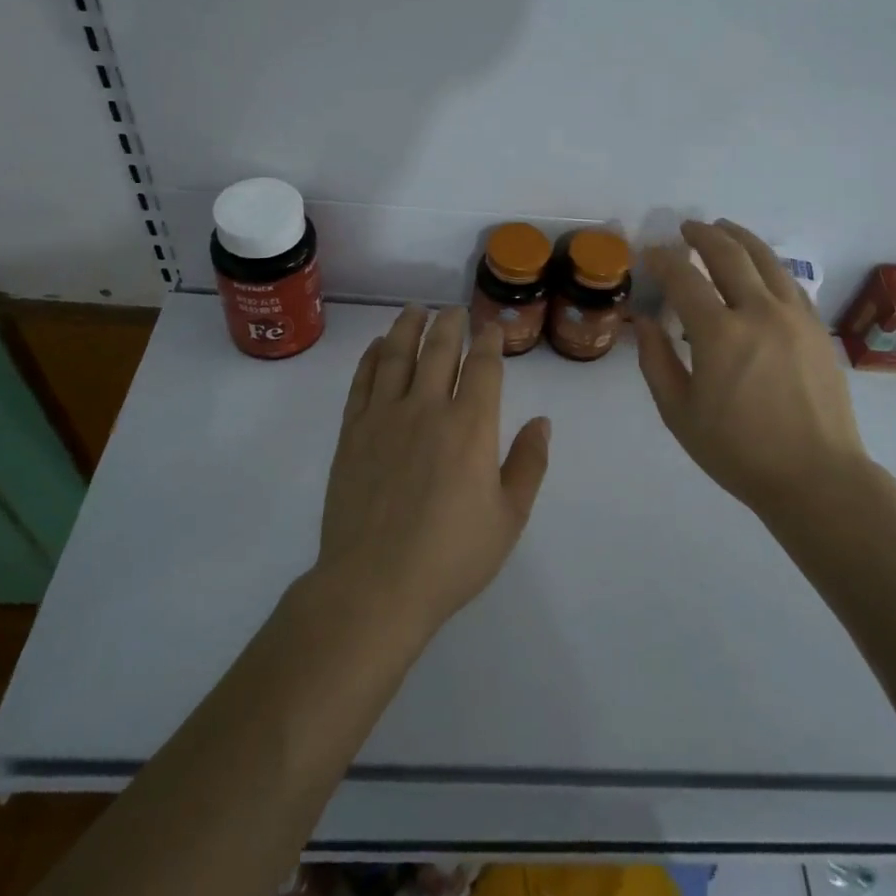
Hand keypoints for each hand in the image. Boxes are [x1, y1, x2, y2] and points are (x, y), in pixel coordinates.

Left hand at [314, 306, 550, 641]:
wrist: (375, 585)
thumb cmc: (451, 556)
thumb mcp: (508, 518)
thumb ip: (528, 464)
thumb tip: (542, 421)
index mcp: (471, 426)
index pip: (484, 366)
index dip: (490, 340)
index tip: (492, 326)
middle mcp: (428, 408)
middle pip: (440, 349)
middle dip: (450, 323)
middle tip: (454, 310)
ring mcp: (384, 416)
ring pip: (396, 354)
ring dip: (408, 327)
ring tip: (415, 309)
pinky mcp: (352, 432)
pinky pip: (362, 381)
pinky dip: (371, 357)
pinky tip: (376, 346)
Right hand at [635, 220, 868, 517]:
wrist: (817, 478)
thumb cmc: (738, 451)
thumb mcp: (679, 413)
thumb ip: (656, 360)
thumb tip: (644, 320)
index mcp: (719, 333)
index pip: (684, 277)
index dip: (662, 260)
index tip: (649, 253)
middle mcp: (759, 312)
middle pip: (729, 254)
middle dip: (703, 234)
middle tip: (686, 228)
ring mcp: (794, 317)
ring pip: (766, 259)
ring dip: (740, 238)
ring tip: (723, 228)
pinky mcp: (818, 329)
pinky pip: (790, 282)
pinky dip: (768, 265)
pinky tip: (760, 268)